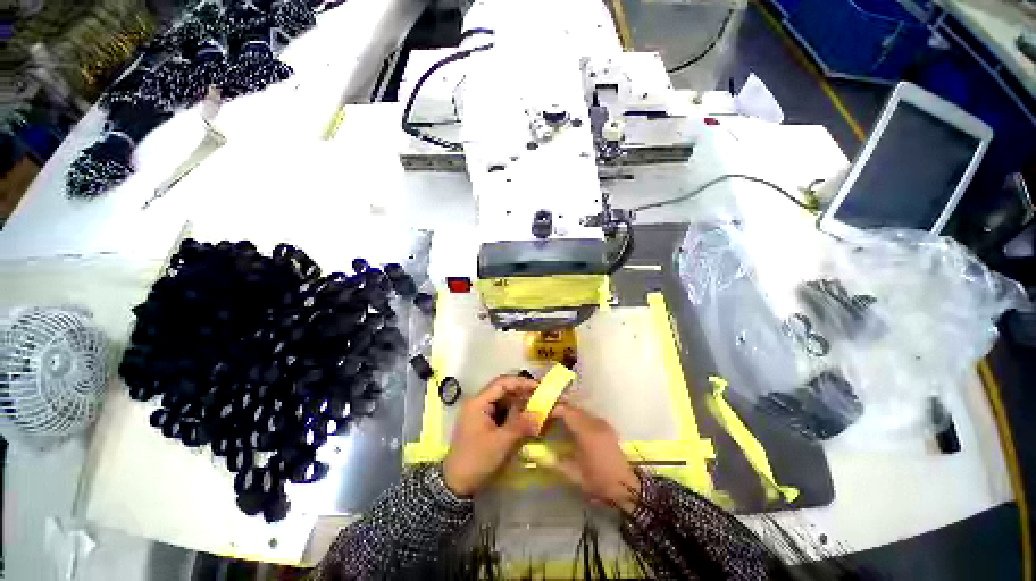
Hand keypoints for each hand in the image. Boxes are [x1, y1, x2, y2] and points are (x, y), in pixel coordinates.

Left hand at [442, 375, 539, 496]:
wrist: (455, 483)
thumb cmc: (477, 460)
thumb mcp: (501, 443)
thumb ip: (521, 425)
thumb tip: (540, 413)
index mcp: (478, 402)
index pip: (502, 383)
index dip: (521, 382)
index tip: (539, 387)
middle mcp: (477, 402)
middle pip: (502, 389)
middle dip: (521, 392)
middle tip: (540, 397)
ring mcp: (479, 411)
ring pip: (502, 400)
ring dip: (518, 403)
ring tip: (535, 407)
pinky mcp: (482, 421)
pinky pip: (500, 410)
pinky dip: (513, 412)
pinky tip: (524, 418)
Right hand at [547, 402, 641, 513]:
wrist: (627, 487)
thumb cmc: (599, 482)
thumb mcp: (575, 475)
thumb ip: (555, 462)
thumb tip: (538, 454)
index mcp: (586, 432)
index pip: (566, 411)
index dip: (553, 409)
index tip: (542, 413)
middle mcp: (595, 423)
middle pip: (574, 408)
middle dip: (559, 409)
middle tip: (546, 416)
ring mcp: (603, 424)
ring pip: (581, 411)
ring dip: (569, 412)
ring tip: (556, 420)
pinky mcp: (607, 427)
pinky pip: (588, 416)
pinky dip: (578, 417)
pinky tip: (572, 426)